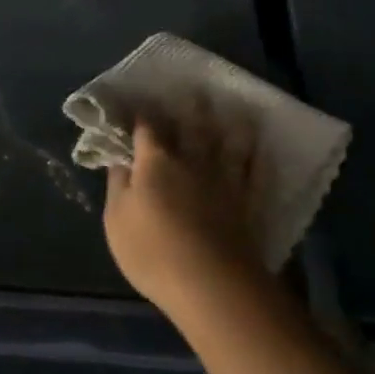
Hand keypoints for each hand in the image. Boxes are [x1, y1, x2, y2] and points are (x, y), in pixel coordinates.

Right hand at [103, 107, 270, 324]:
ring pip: (225, 139)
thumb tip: (119, 158)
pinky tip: (257, 140)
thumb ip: (117, 185)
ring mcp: (222, 178)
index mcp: (155, 161)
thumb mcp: (117, 221)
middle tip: (191, 87)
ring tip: (228, 104)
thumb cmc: (154, 252)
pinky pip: (253, 167)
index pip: (146, 128)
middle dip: (189, 106)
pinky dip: (254, 150)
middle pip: (190, 125)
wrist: (212, 285)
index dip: (141, 114)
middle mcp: (191, 159)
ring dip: (225, 120)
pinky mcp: (246, 199)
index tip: (137, 105)